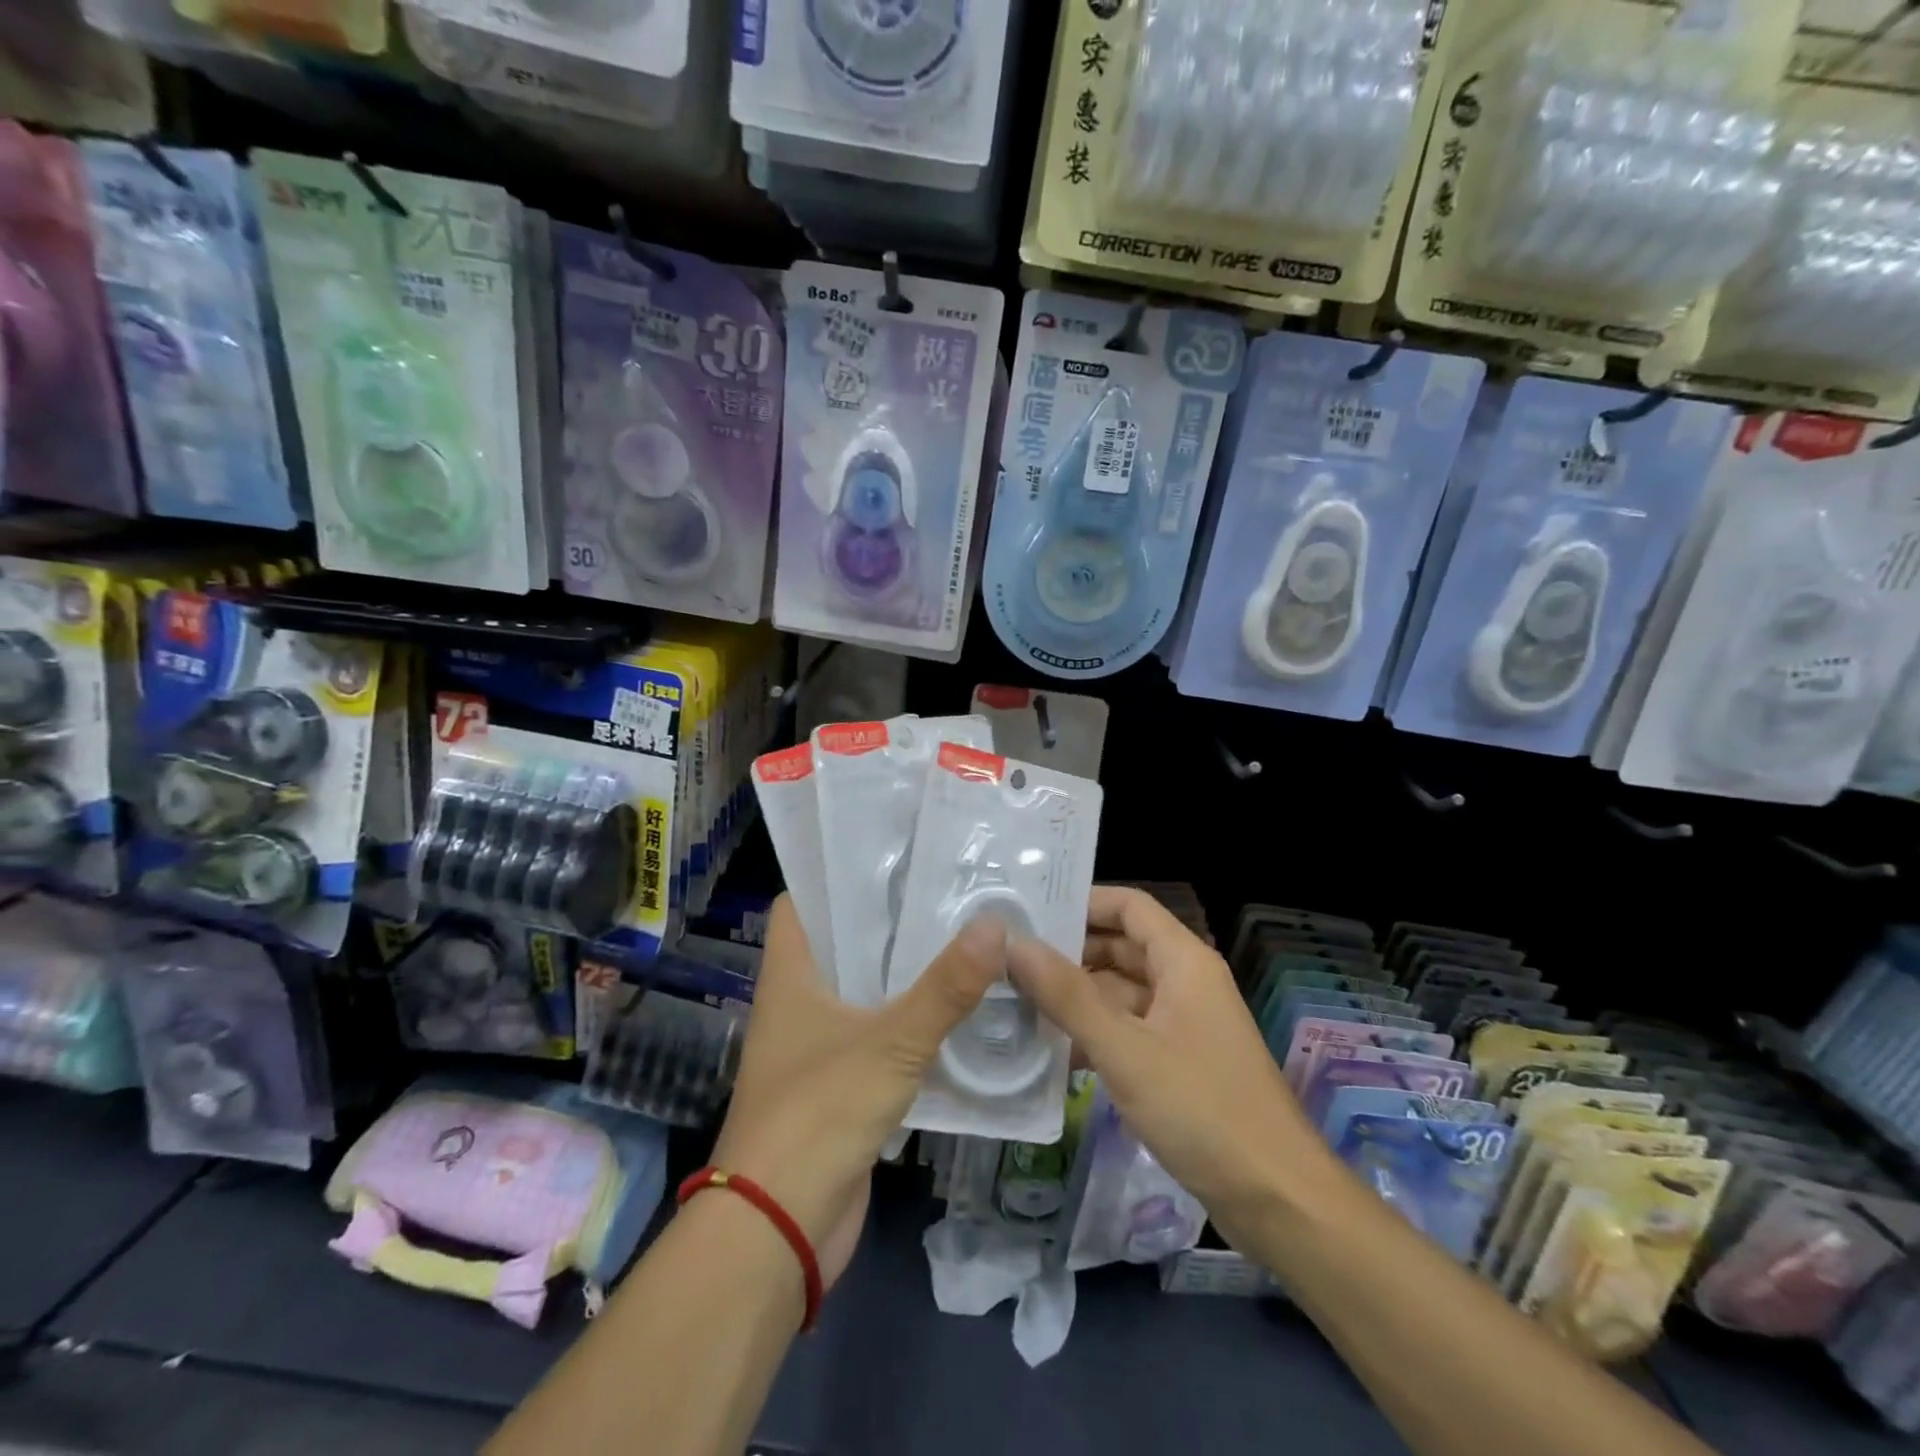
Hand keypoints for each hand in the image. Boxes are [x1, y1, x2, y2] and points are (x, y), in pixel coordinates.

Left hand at [712, 894, 1005, 1288]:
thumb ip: (944, 988)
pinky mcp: (843, 1082)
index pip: (800, 901)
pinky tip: (958, 1007)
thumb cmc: (818, 1114)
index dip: (836, 875)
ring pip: (866, 989)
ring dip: (906, 970)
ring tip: (963, 936)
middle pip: (843, 942)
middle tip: (948, 889)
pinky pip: (881, 1034)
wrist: (779, 1229)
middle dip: (889, 919)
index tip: (891, 855)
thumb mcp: (889, 1043)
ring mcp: (820, 1043)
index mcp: (791, 974)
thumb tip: (995, 925)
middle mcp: (800, 1000)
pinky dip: (912, 1019)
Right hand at [1008, 886, 1333, 1242]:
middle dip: (1069, 953)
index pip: (1128, 906)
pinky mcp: (1180, 1063)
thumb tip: (1013, 944)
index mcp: (1183, 962)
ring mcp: (1183, 1025)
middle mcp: (1185, 982)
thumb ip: (1067, 995)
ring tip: (1014, 1002)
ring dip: (1075, 998)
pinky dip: (1093, 1035)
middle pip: (1121, 947)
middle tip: (1008, 959)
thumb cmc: (1202, 1109)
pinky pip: (1128, 1032)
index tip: (1029, 912)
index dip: (1082, 902)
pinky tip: (1049, 1053)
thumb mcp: (1125, 1049)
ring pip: (1121, 993)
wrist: (1278, 1200)